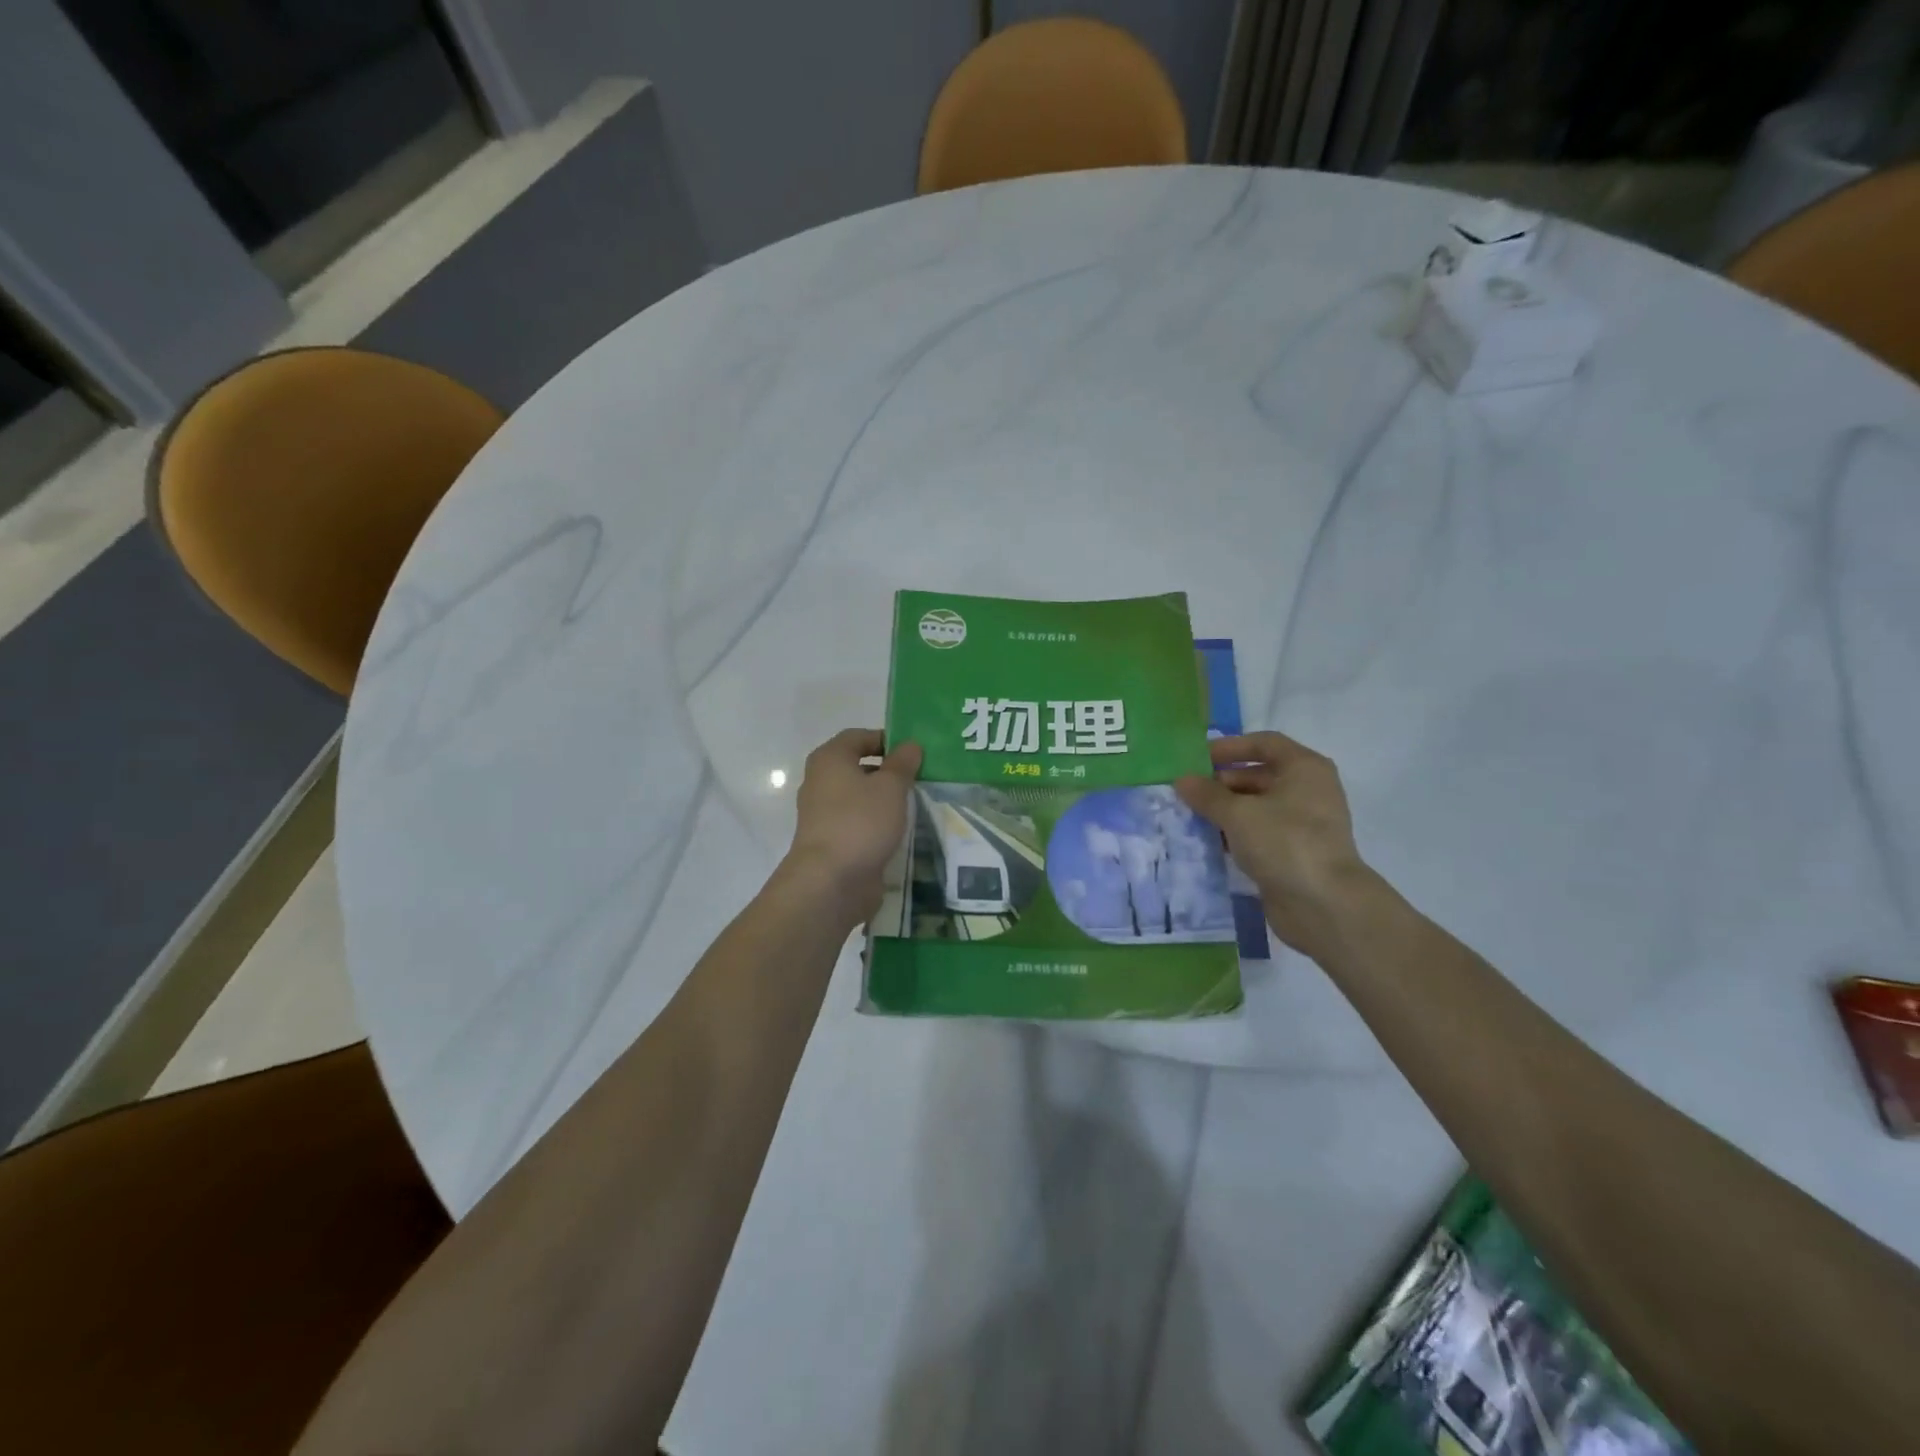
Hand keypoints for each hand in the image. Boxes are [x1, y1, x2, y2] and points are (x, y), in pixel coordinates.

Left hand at [783, 729, 921, 923]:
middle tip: (920, 778)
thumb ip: (903, 763)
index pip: (858, 736)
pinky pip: (859, 823)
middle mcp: (820, 782)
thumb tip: (910, 745)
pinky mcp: (832, 841)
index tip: (914, 753)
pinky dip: (877, 824)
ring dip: (885, 800)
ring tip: (917, 805)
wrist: (830, 882)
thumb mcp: (890, 787)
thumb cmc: (860, 822)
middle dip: (889, 771)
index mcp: (829, 759)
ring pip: (859, 798)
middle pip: (858, 767)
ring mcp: (823, 814)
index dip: (886, 740)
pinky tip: (901, 832)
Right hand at [1176, 732, 1371, 959]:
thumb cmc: (1284, 842)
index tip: (1197, 759)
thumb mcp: (1238, 813)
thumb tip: (1182, 780)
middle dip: (1221, 782)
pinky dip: (1235, 833)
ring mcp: (1303, 823)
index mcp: (1303, 768)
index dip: (1230, 747)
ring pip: (1257, 806)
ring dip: (1225, 810)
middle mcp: (1307, 790)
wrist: (1324, 905)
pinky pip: (1260, 833)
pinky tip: (1209, 841)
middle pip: (1258, 775)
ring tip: (1190, 816)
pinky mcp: (1294, 852)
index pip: (1264, 743)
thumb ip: (1207, 794)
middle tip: (1186, 792)